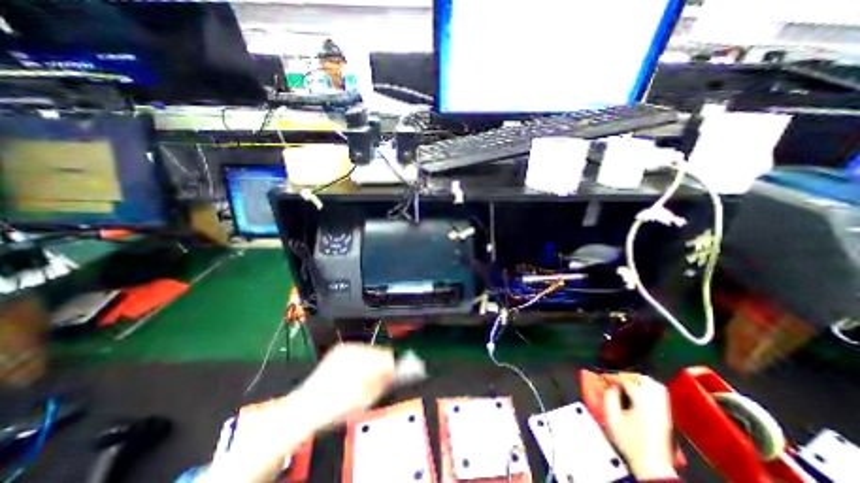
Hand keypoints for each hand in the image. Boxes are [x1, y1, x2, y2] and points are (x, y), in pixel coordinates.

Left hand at [292, 341, 392, 427]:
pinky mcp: (339, 349)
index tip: (390, 375)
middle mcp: (357, 351)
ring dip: (368, 361)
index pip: (388, 357)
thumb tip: (390, 375)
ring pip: (367, 350)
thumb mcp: (365, 401)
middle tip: (374, 380)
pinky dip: (356, 359)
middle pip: (379, 352)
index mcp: (365, 364)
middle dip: (378, 365)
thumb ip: (382, 384)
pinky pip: (355, 350)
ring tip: (359, 378)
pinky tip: (350, 372)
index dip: (391, 368)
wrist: (306, 407)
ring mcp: (347, 348)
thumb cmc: (334, 408)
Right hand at [600, 373, 674, 477]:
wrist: (652, 466)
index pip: (627, 381)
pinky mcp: (666, 416)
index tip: (604, 376)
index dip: (613, 376)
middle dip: (628, 375)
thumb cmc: (630, 442)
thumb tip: (611, 387)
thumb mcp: (612, 418)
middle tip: (616, 378)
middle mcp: (656, 404)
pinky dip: (648, 388)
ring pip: (655, 386)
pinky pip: (660, 394)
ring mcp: (663, 411)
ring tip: (627, 382)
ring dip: (639, 380)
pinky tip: (639, 392)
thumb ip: (610, 397)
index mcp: (642, 404)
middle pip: (644, 380)